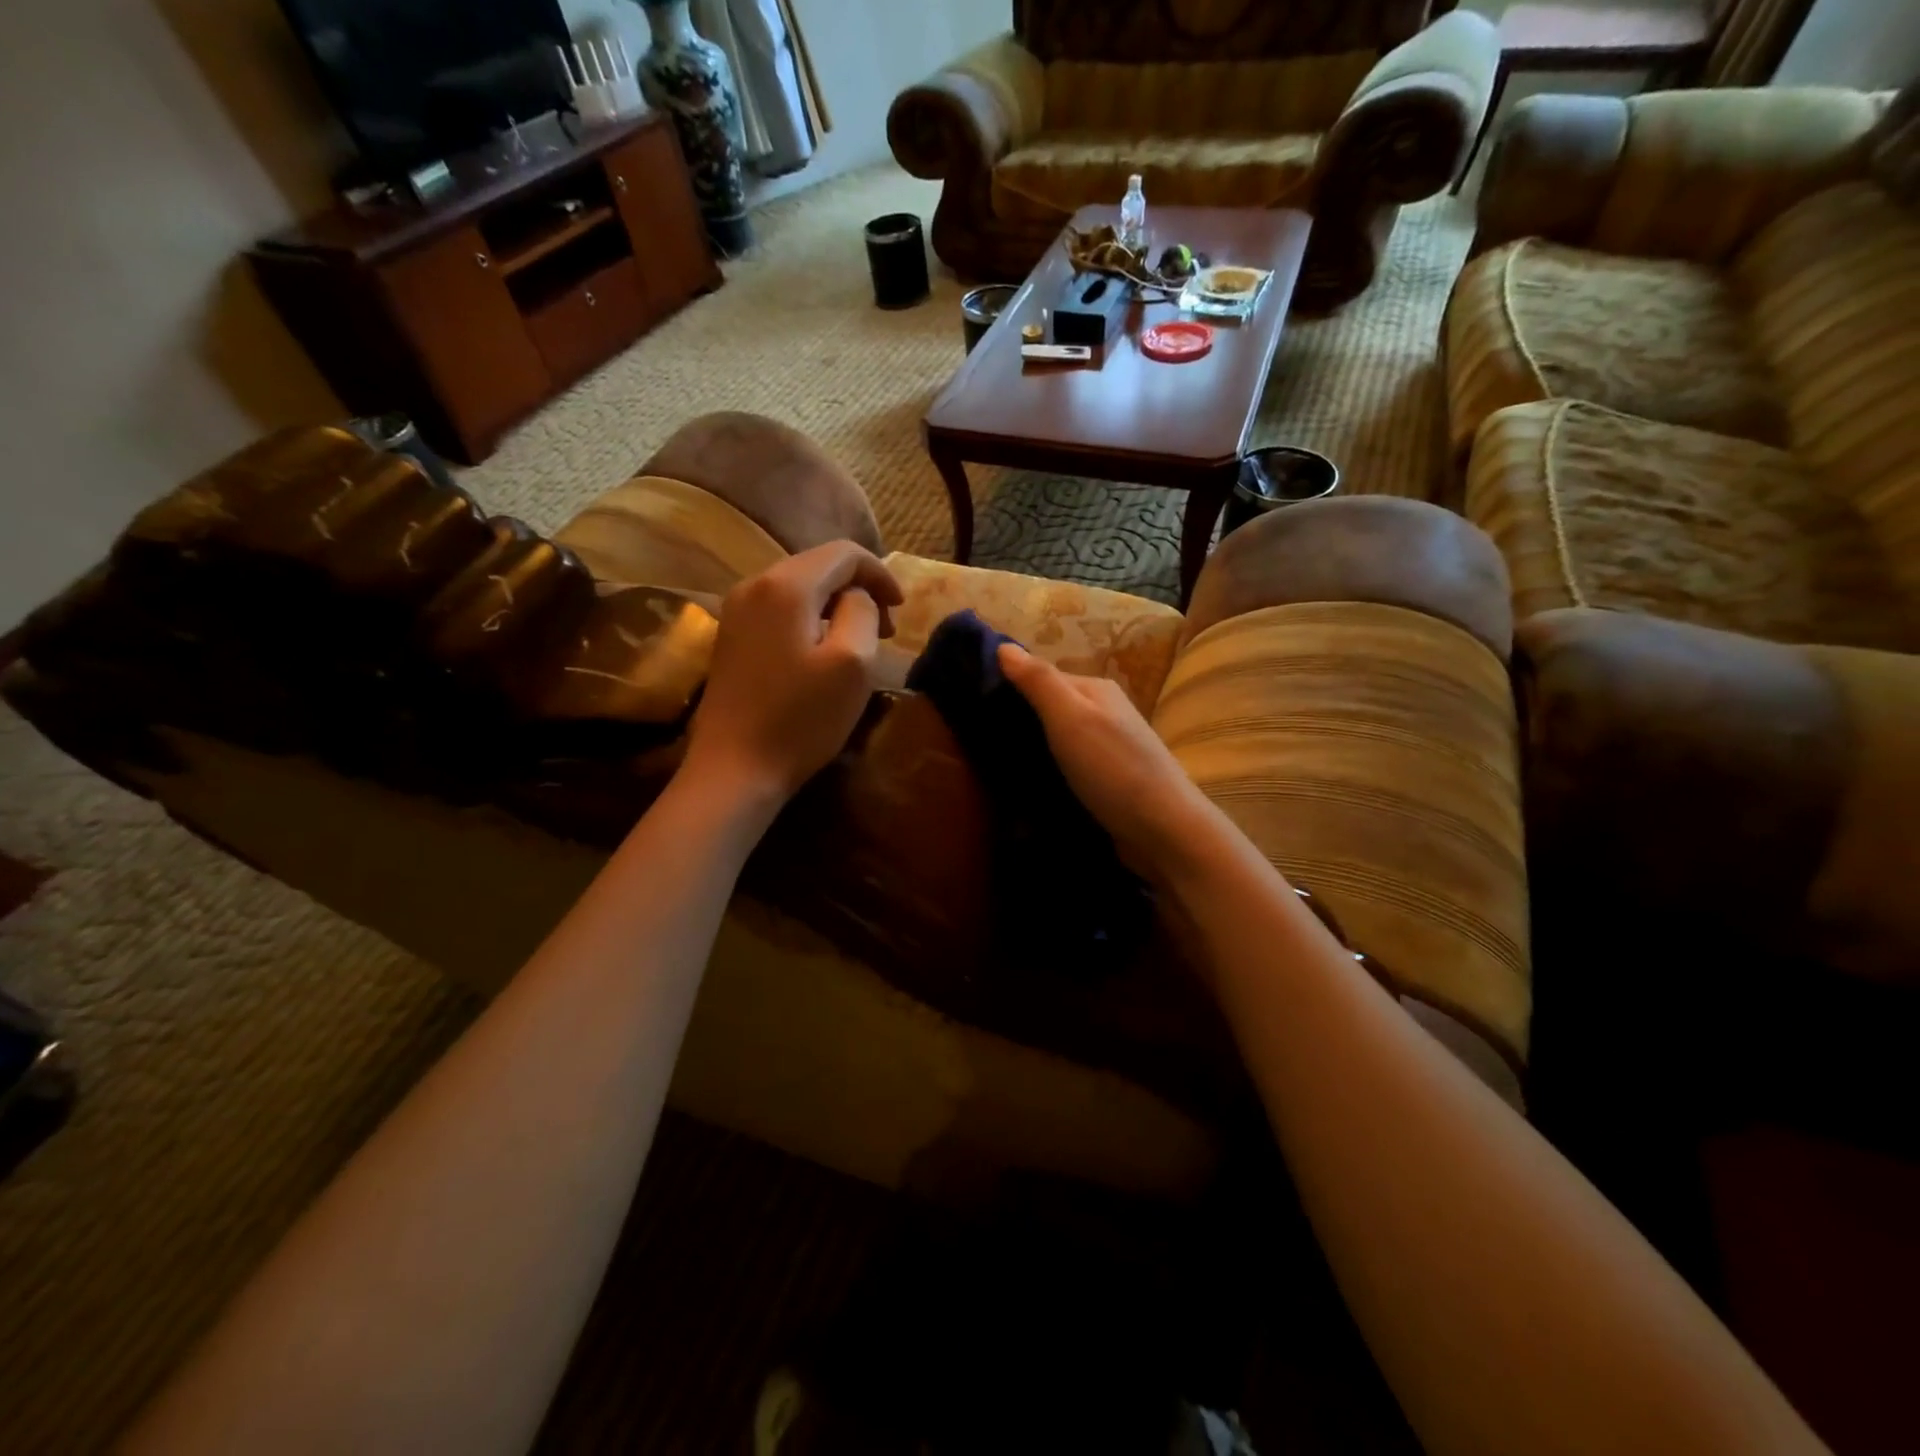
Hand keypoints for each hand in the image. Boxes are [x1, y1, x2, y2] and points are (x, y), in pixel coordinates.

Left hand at [682, 542, 903, 806]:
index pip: (844, 553)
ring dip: (835, 605)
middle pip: (818, 565)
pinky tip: (821, 651)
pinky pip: (779, 609)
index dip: (880, 574)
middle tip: (885, 630)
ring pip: (799, 588)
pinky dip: (810, 618)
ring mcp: (736, 610)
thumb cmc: (801, 719)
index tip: (901, 609)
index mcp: (786, 585)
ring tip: (858, 641)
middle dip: (858, 589)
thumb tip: (857, 597)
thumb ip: (862, 612)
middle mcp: (754, 584)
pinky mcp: (731, 636)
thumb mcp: (852, 663)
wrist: (734, 768)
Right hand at [996, 643, 1216, 879]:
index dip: (1009, 687)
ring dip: (1032, 750)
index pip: (1042, 677)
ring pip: (1059, 741)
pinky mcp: (1109, 784)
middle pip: (1051, 709)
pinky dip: (1048, 774)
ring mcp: (1110, 750)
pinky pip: (1068, 769)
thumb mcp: (1070, 717)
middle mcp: (1105, 714)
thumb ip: (1038, 681)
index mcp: (1096, 690)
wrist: (1164, 833)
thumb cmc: (1113, 768)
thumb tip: (1003, 645)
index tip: (971, 705)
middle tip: (976, 739)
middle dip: (1019, 721)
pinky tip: (1029, 788)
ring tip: (994, 766)